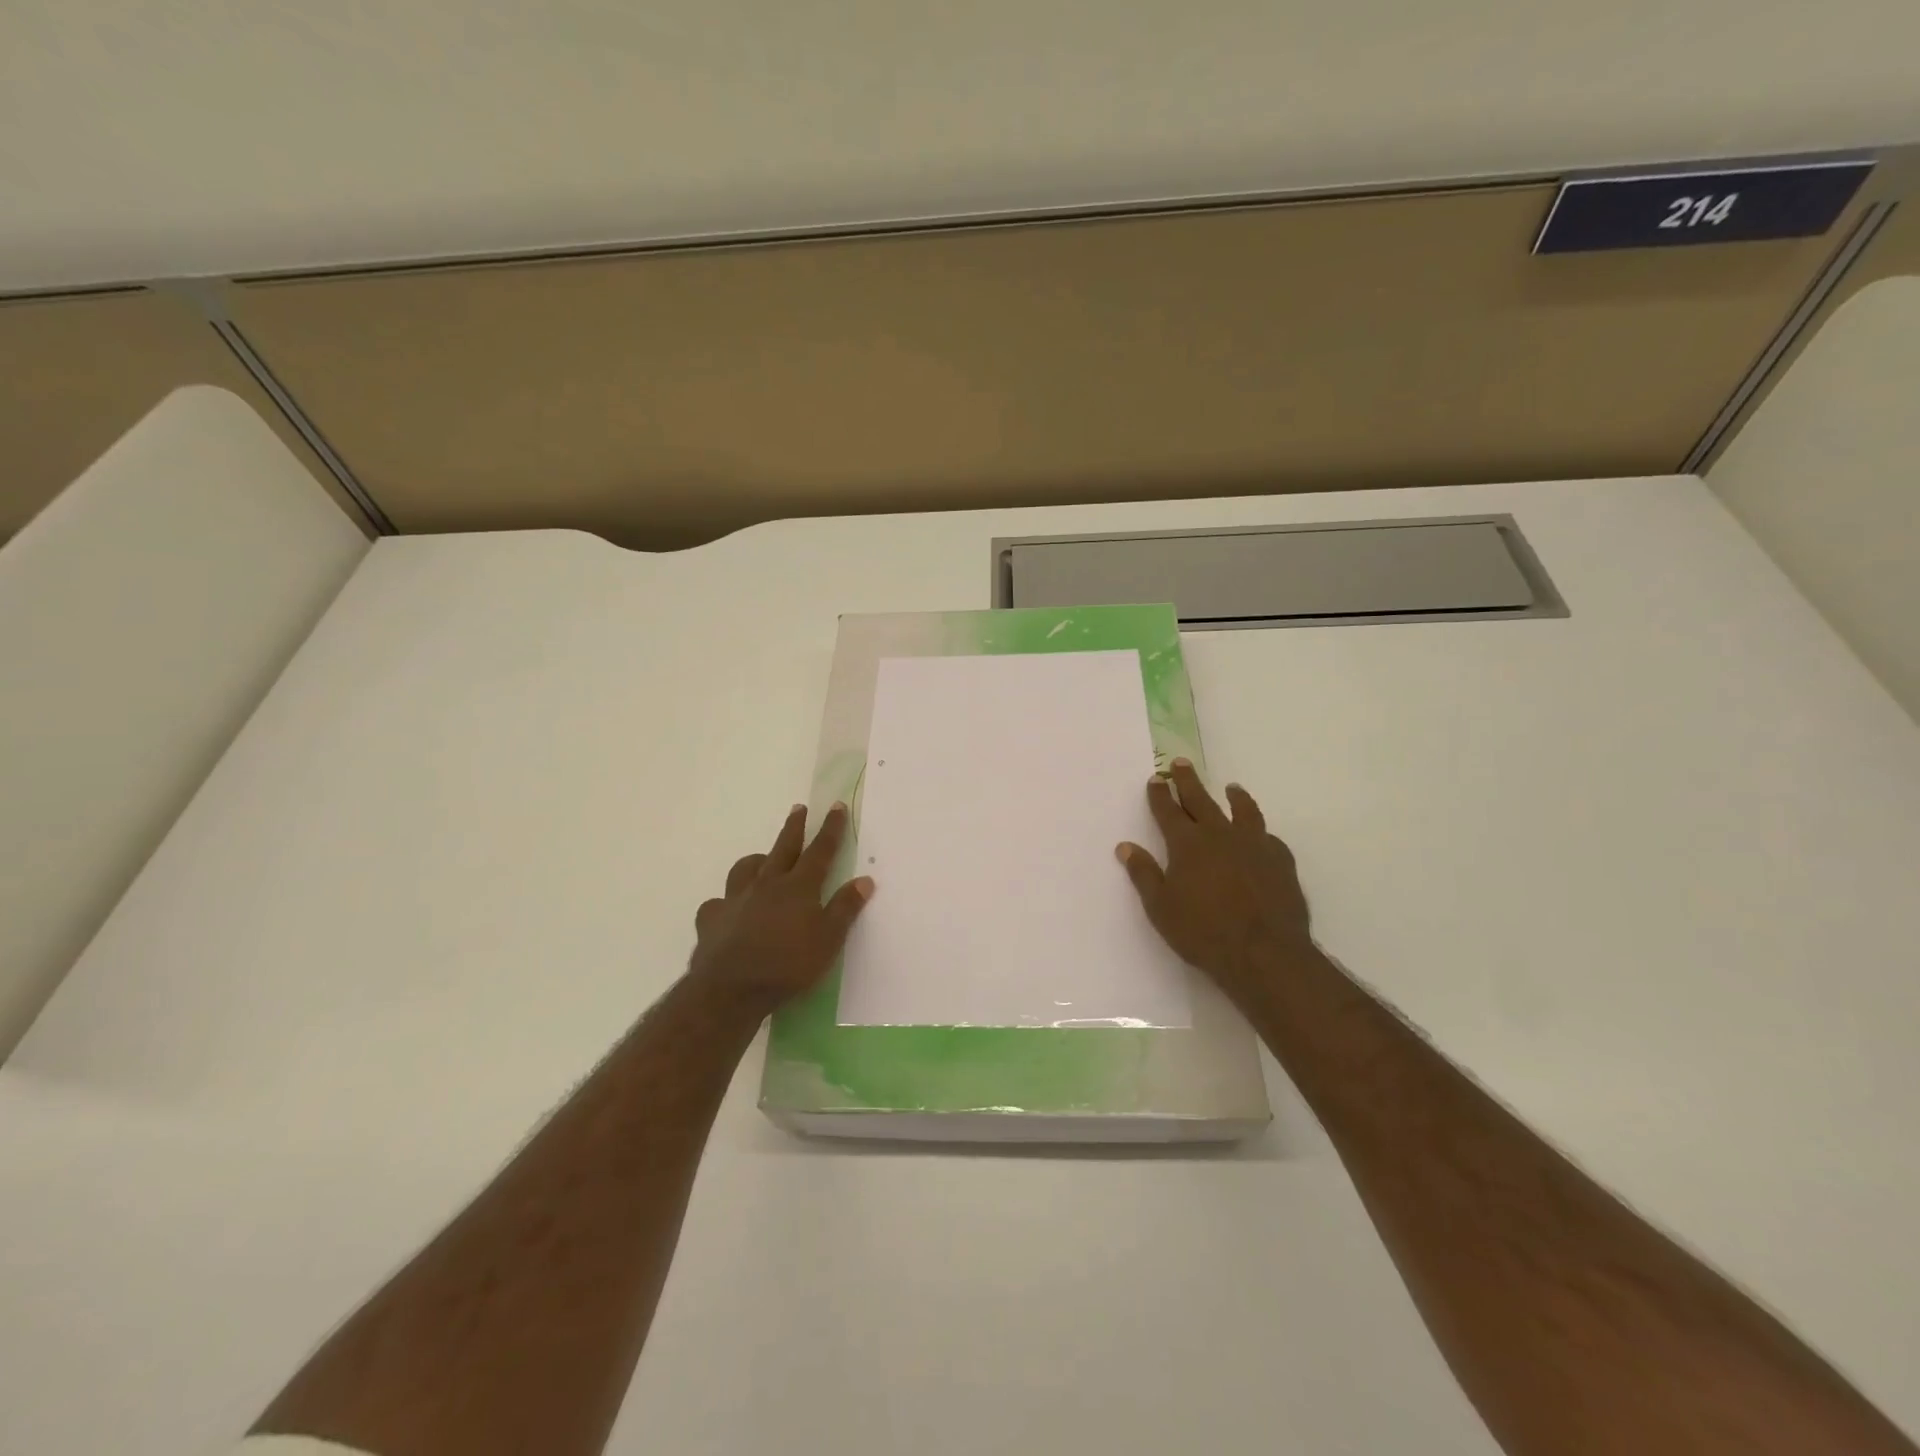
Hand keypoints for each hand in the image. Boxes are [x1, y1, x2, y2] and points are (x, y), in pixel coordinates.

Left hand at [688, 803, 874, 1015]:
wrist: (730, 990)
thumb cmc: (788, 966)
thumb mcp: (828, 940)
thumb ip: (845, 908)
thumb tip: (865, 879)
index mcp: (798, 887)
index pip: (820, 851)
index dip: (830, 828)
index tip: (835, 806)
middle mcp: (767, 884)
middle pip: (783, 848)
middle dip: (794, 827)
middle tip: (799, 809)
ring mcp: (736, 899)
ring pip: (746, 868)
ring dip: (757, 860)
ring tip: (763, 860)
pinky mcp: (712, 919)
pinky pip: (718, 903)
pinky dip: (726, 902)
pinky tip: (729, 909)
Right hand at [1116, 760, 1314, 1003]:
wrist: (1264, 954)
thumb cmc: (1203, 932)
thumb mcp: (1161, 907)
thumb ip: (1143, 874)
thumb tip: (1125, 846)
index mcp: (1187, 844)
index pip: (1168, 811)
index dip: (1160, 794)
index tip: (1156, 778)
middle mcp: (1220, 835)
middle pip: (1201, 800)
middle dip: (1188, 781)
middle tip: (1181, 763)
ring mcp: (1254, 845)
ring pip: (1243, 811)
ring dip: (1235, 797)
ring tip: (1232, 787)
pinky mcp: (1280, 861)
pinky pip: (1269, 838)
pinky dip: (1260, 832)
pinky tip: (1261, 835)